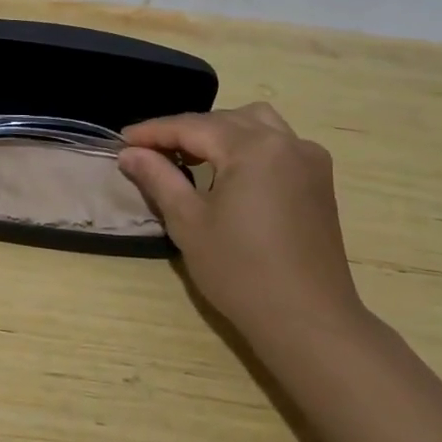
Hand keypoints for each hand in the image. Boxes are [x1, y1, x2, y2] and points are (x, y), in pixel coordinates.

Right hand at [118, 103, 362, 331]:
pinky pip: (278, 144)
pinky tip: (229, 170)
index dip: (153, 132)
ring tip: (191, 155)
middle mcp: (286, 142)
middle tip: (150, 151)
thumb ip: (158, 178)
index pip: (193, 126)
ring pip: (256, 123)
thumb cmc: (240, 271)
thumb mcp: (188, 222)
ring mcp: (308, 159)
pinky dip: (248, 144)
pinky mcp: (319, 181)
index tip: (122, 140)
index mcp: (254, 148)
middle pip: (225, 120)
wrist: (307, 321)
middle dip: (185, 130)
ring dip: (220, 131)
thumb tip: (130, 153)